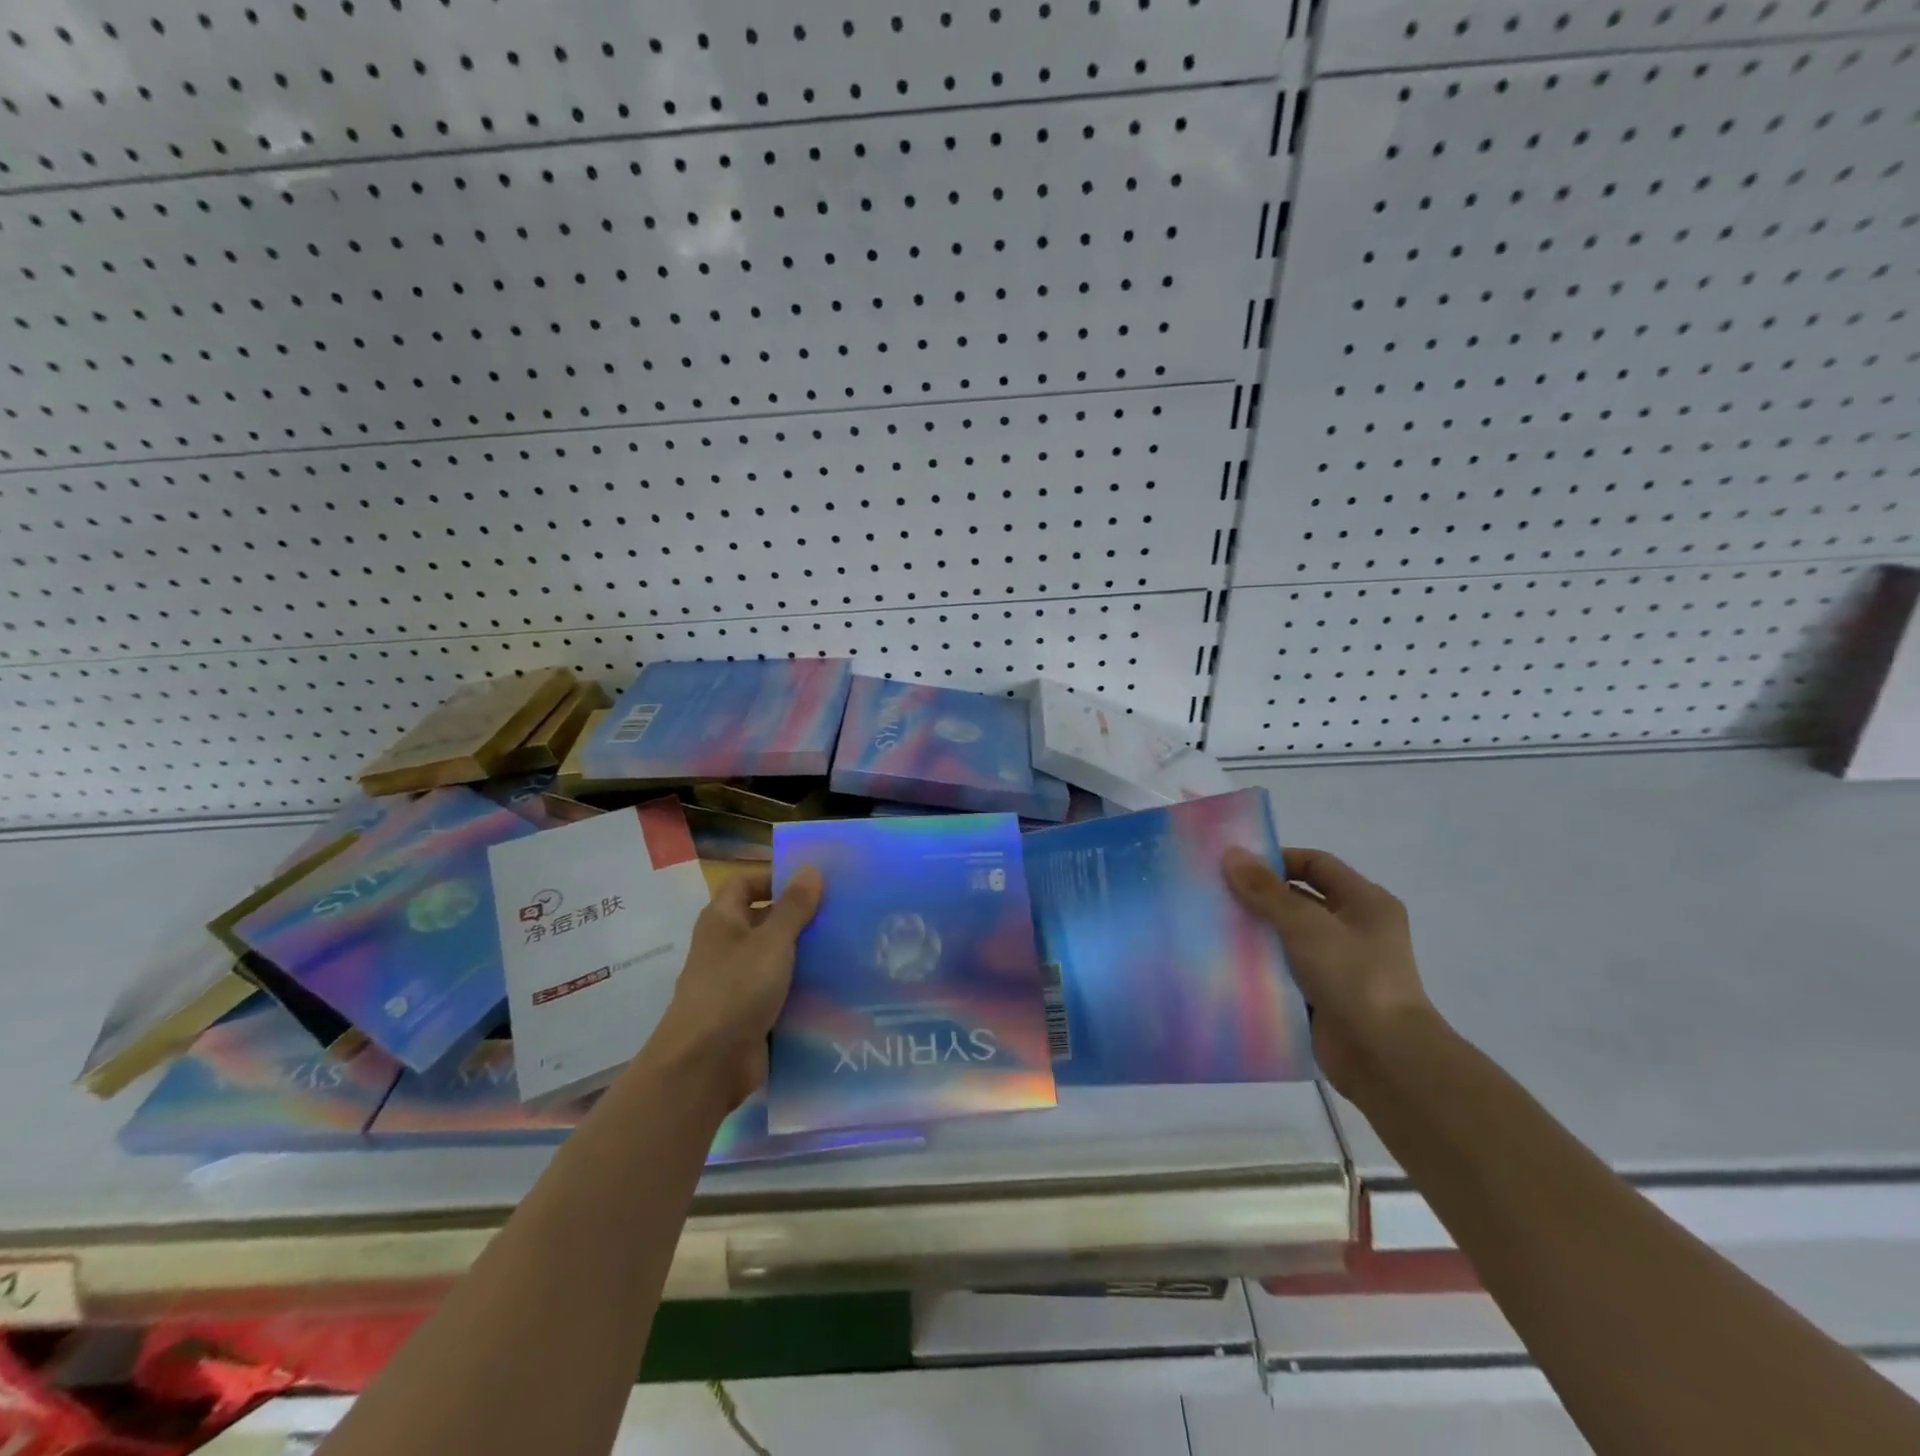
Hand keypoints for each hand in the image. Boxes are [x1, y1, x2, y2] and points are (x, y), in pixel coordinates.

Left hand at [651, 866, 822, 1110]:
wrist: (707, 1064)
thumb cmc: (736, 989)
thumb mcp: (771, 941)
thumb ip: (794, 907)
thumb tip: (810, 869)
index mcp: (722, 919)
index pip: (745, 883)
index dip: (774, 878)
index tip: (814, 884)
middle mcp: (727, 946)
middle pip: (764, 920)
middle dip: (800, 917)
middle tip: (841, 913)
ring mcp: (738, 982)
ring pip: (776, 957)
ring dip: (806, 953)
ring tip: (848, 945)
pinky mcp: (751, 1013)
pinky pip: (781, 990)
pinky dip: (803, 987)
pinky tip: (837, 984)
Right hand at [1222, 846, 1436, 1100]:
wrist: (1383, 1057)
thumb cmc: (1353, 977)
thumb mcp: (1305, 924)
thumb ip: (1266, 891)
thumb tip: (1231, 854)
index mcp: (1365, 901)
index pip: (1316, 864)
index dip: (1277, 860)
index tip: (1235, 867)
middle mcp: (1355, 928)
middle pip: (1300, 899)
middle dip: (1260, 897)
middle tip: (1216, 895)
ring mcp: (1340, 964)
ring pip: (1289, 936)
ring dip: (1257, 932)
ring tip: (1214, 927)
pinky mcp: (1324, 995)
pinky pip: (1286, 970)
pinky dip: (1262, 965)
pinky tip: (1228, 962)